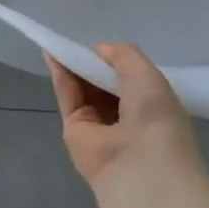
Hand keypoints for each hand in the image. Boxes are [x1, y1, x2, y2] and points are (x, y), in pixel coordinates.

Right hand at [46, 43, 203, 192]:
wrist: (140, 168)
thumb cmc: (155, 118)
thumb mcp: (148, 75)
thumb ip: (124, 55)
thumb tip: (99, 49)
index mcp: (151, 108)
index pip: (129, 81)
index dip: (115, 63)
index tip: (102, 47)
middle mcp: (125, 118)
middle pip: (102, 84)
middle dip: (92, 64)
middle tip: (77, 40)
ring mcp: (98, 126)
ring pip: (82, 89)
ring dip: (73, 66)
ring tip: (60, 41)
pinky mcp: (74, 130)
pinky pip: (67, 97)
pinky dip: (60, 75)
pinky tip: (53, 54)